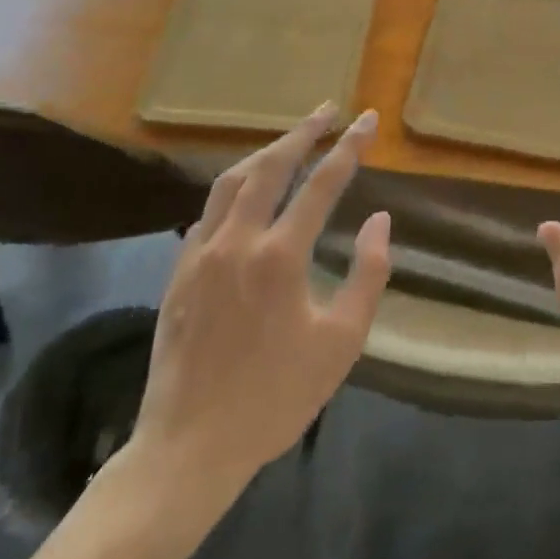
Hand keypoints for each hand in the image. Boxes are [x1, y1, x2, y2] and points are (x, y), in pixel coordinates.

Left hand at [120, 104, 390, 520]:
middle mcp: (238, 242)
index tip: (367, 119)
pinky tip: (246, 190)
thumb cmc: (275, 398)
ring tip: (291, 138)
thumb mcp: (341, 342)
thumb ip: (367, 275)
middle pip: (271, 166)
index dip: (349, 147)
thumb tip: (380, 221)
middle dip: (304, 132)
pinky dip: (235, 188)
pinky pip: (208, 211)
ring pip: (232, 181)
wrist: (188, 449)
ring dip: (266, 152)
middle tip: (329, 109)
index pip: (322, 183)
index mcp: (280, 257)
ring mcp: (201, 254)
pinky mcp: (179, 273)